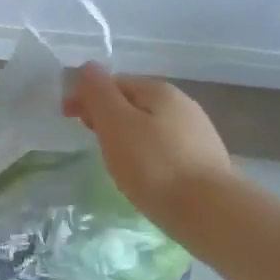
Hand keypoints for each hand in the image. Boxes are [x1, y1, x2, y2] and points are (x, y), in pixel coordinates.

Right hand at [63, 62, 232, 221]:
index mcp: (159, 90)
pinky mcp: (204, 162)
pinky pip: (164, 149)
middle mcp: (183, 104)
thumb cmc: (153, 165)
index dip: (86, 96)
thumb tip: (88, 67)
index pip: (113, 82)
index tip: (69, 119)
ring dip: (125, 136)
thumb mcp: (115, 123)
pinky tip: (142, 175)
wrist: (210, 212)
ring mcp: (197, 133)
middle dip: (105, 116)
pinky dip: (146, 155)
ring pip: (149, 127)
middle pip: (132, 103)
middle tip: (91, 141)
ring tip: (114, 162)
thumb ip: (98, 93)